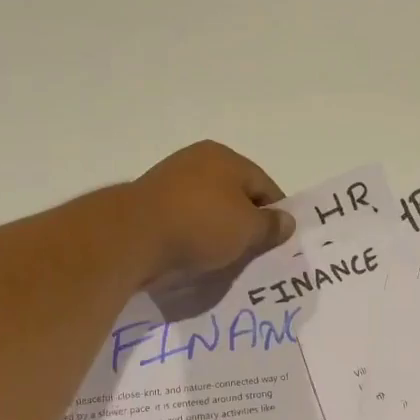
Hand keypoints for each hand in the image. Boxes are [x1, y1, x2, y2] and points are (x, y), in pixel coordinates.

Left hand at [125, 141, 293, 286]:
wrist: (133, 237)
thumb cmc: (201, 225)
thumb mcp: (247, 229)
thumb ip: (270, 225)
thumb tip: (286, 220)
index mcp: (225, 158)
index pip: (265, 186)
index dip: (276, 215)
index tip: (278, 244)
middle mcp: (197, 161)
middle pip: (235, 197)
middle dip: (246, 225)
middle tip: (254, 255)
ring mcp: (170, 182)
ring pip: (208, 211)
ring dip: (218, 234)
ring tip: (225, 261)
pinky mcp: (150, 205)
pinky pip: (184, 223)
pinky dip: (194, 238)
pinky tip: (197, 257)